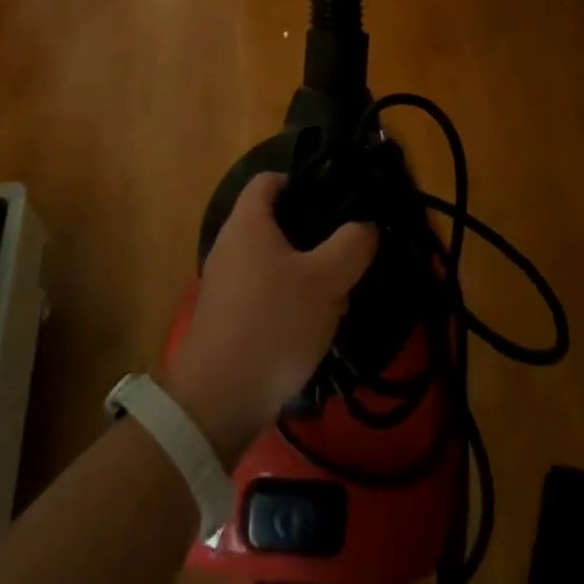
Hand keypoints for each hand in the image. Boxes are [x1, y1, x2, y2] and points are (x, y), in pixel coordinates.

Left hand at [162, 173, 378, 464]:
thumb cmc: (273, 325)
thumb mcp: (326, 281)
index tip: (338, 199)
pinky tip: (314, 325)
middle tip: (348, 251)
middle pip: (278, 222)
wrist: (217, 403)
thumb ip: (352, 245)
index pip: (271, 179)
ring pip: (276, 261)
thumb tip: (366, 225)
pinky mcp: (228, 317)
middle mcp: (231, 245)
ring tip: (340, 294)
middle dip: (316, 235)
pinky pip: (266, 292)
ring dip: (308, 273)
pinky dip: (290, 300)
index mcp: (248, 223)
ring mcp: (226, 283)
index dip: (304, 181)